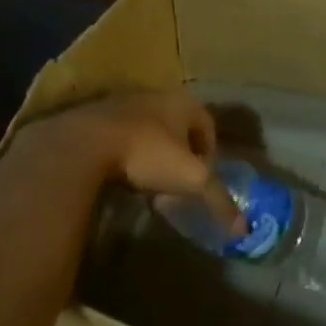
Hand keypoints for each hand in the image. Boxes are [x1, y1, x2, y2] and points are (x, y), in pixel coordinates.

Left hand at [18, 89, 243, 233]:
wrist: (82, 145)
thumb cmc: (147, 154)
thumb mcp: (190, 179)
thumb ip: (218, 201)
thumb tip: (244, 229)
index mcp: (182, 103)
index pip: (207, 124)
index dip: (210, 152)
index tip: (202, 178)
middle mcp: (154, 96)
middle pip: (176, 127)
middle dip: (180, 155)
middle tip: (176, 184)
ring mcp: (120, 103)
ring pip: (146, 130)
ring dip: (151, 154)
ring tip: (147, 184)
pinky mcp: (91, 117)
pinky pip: (118, 136)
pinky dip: (124, 154)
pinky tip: (118, 176)